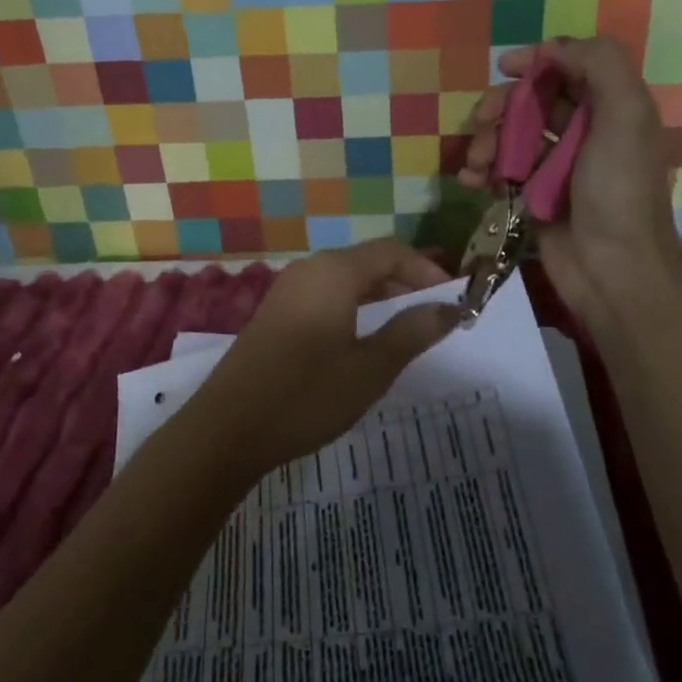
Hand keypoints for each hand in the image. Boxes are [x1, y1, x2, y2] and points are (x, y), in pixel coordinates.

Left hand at [184, 239, 459, 478]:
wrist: (226, 429)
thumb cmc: (305, 396)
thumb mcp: (369, 369)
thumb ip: (410, 333)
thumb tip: (449, 309)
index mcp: (334, 272)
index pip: (392, 251)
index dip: (427, 270)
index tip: (454, 299)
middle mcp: (311, 269)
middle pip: (369, 261)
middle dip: (406, 282)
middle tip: (437, 314)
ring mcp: (289, 289)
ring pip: (347, 279)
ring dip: (381, 296)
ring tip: (408, 327)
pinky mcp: (277, 312)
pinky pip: (326, 294)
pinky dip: (355, 306)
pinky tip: (364, 338)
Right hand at [458, 37, 681, 329]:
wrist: (613, 272)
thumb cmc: (618, 191)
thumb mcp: (625, 117)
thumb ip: (601, 65)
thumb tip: (553, 49)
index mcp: (611, 109)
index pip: (569, 68)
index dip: (537, 62)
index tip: (505, 68)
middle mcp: (585, 133)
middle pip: (532, 101)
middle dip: (501, 106)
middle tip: (481, 121)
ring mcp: (557, 167)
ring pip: (510, 136)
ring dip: (486, 141)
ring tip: (475, 163)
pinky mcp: (534, 197)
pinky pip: (501, 171)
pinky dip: (482, 171)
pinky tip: (471, 181)